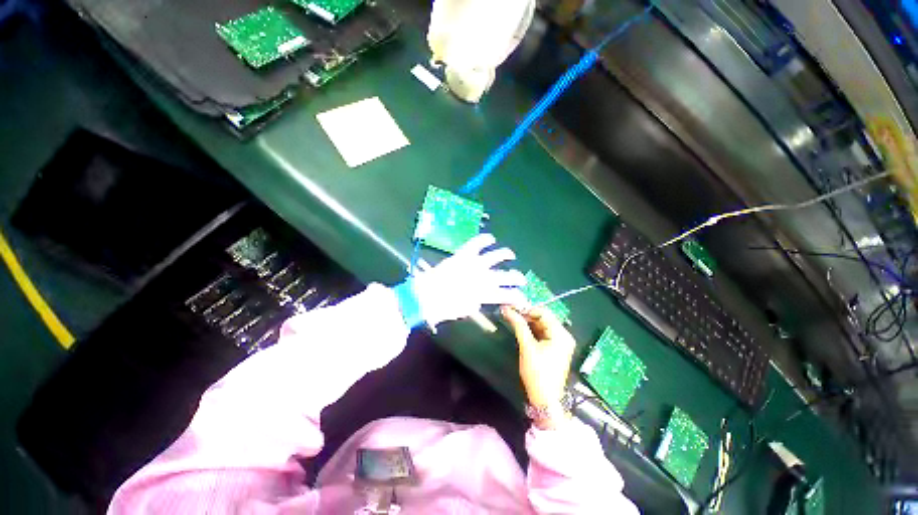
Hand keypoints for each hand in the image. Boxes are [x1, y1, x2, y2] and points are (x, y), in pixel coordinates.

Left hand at [413, 234, 528, 327]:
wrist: (427, 295)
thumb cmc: (445, 307)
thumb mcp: (464, 310)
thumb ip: (475, 303)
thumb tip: (479, 300)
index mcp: (485, 294)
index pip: (507, 295)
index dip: (517, 297)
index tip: (521, 298)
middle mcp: (484, 277)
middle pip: (507, 276)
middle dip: (517, 278)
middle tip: (521, 279)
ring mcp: (475, 263)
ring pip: (497, 256)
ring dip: (506, 255)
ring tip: (510, 255)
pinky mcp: (464, 254)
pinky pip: (477, 243)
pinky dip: (485, 239)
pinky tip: (491, 238)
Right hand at [502, 306, 575, 428]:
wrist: (545, 400)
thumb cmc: (538, 373)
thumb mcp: (527, 346)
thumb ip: (518, 325)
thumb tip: (507, 309)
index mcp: (561, 334)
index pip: (543, 313)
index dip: (527, 309)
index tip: (511, 308)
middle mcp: (563, 336)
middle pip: (543, 318)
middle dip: (526, 315)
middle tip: (510, 313)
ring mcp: (560, 343)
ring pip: (542, 326)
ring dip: (528, 322)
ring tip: (513, 319)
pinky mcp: (554, 349)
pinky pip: (542, 334)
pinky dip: (532, 330)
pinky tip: (521, 329)